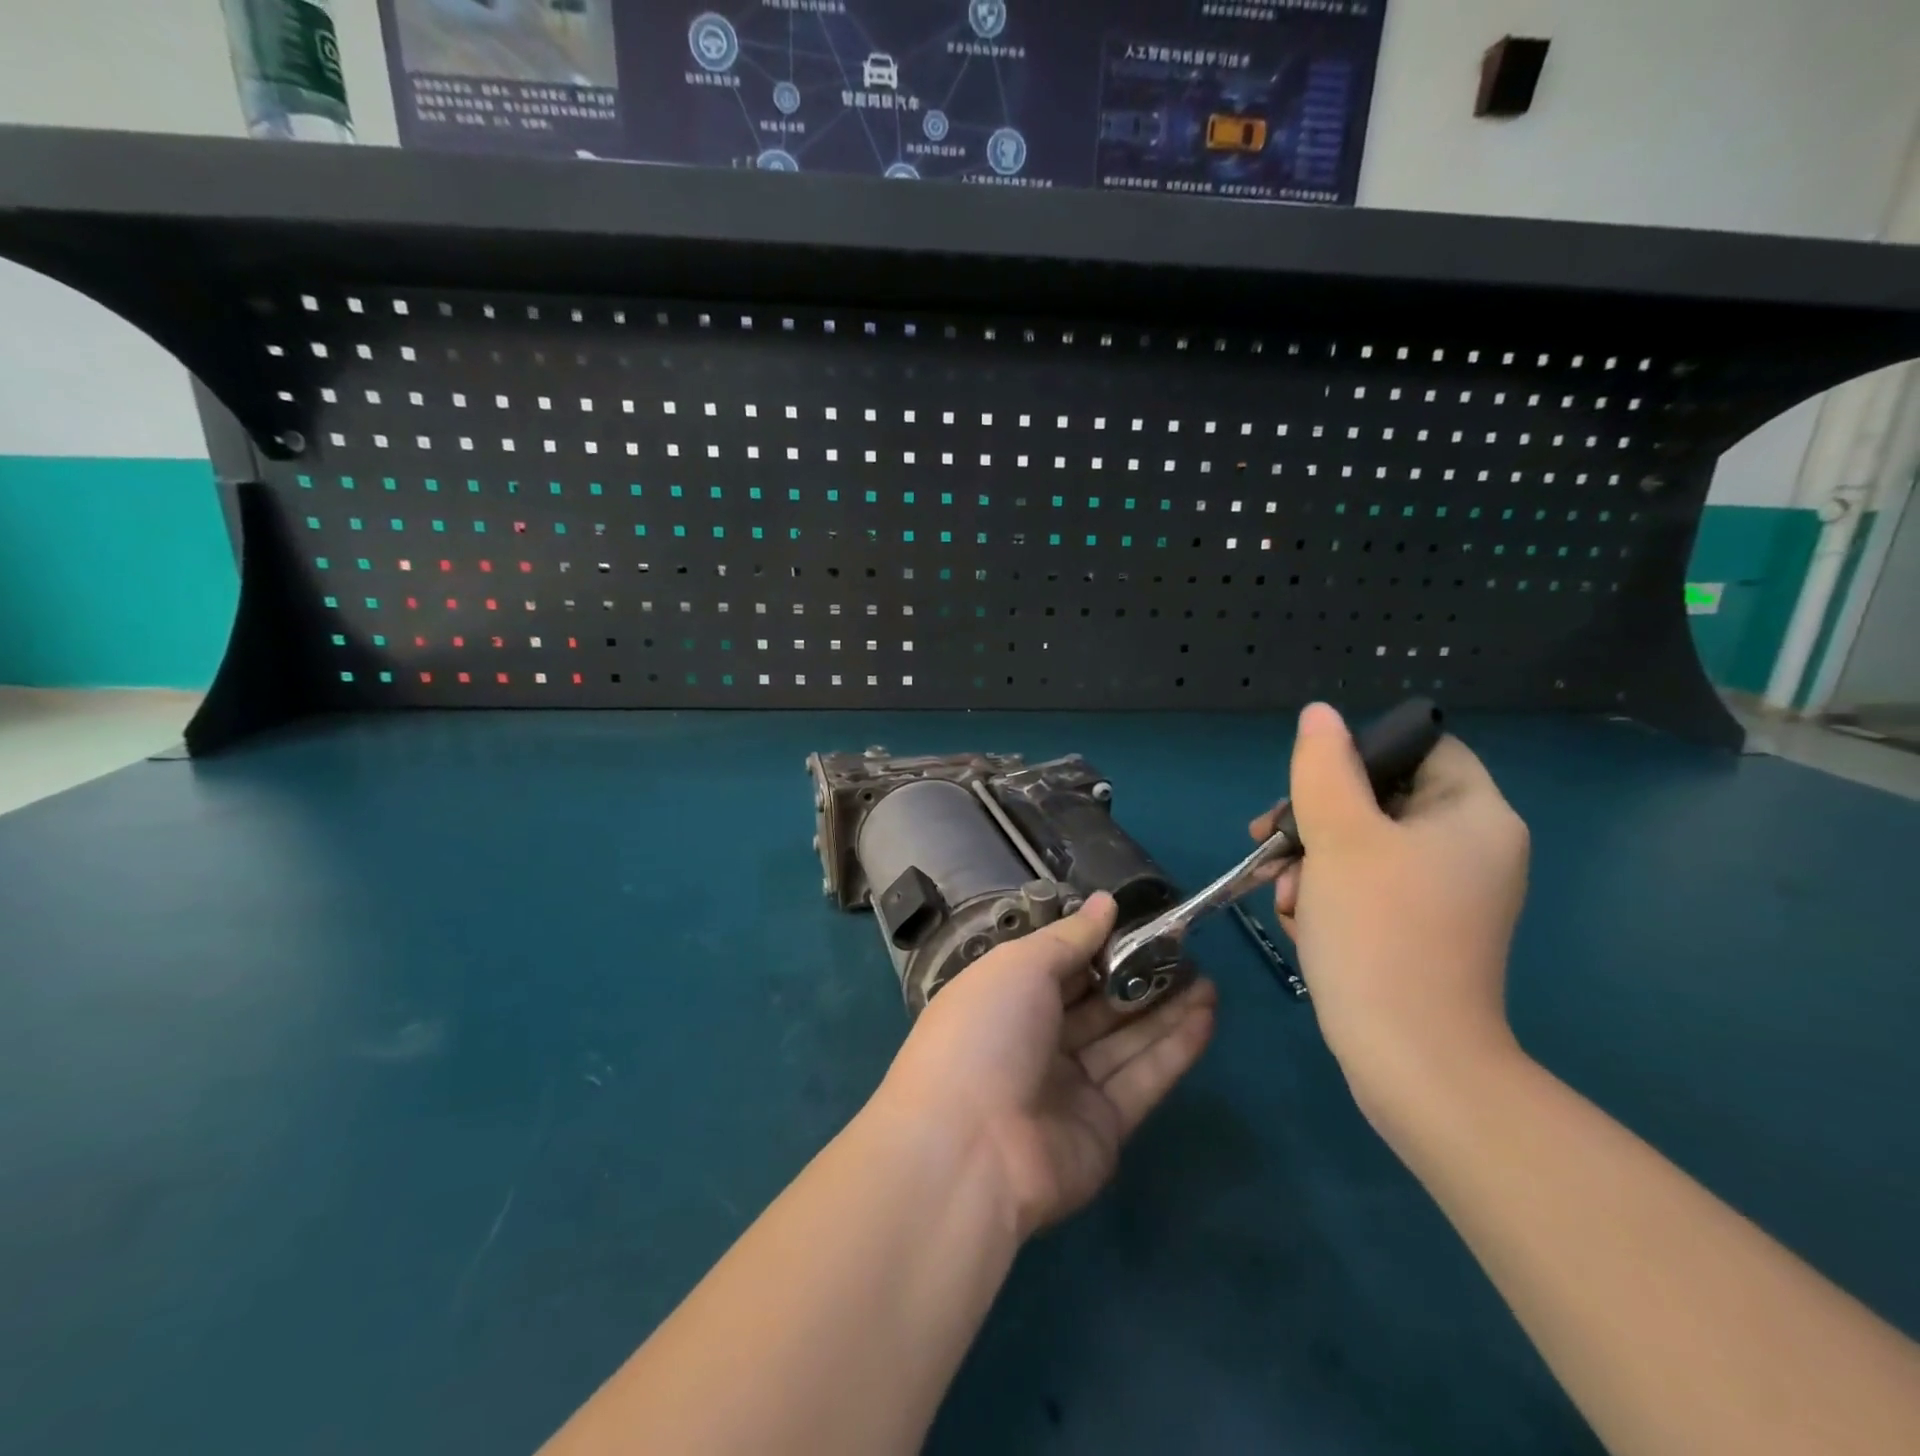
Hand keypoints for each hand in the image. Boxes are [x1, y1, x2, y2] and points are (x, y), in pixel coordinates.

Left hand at [876, 894, 1216, 1239]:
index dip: (1101, 943)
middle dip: (1139, 976)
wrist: (970, 1149)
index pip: (1060, 964)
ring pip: (1125, 1039)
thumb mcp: (1020, 966)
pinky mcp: (1104, 1128)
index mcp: (1006, 998)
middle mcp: (1036, 1040)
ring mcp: (1069, 1086)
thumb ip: (1069, 937)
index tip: (1144, 921)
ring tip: (1208, 978)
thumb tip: (1106, 902)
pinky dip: (1174, 1048)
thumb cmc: (985, 1033)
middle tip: (1188, 950)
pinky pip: (1142, 1078)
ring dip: (1166, 1009)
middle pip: (1097, 1003)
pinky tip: (1207, 1015)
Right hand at [1251, 703, 1529, 1126]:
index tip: (1309, 785)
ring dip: (1311, 862)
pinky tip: (1301, 921)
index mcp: (1474, 815)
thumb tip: (1319, 715)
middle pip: (1381, 798)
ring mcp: (1445, 894)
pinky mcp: (1419, 930)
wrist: (1409, 1059)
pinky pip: (1366, 886)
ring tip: (1284, 897)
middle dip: (1316, 820)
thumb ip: (1324, 767)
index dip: (1361, 754)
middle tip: (1270, 842)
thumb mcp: (1339, 835)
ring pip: (1362, 845)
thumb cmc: (1379, 931)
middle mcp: (1470, 849)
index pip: (1421, 749)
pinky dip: (1327, 894)